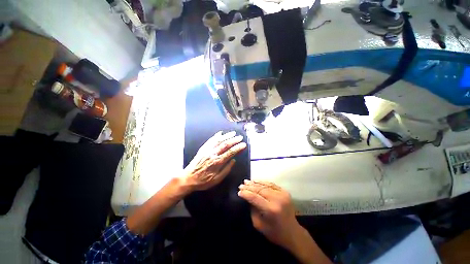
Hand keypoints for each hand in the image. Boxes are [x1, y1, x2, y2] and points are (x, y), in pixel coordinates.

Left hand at [182, 131, 246, 190]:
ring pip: (218, 140)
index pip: (230, 152)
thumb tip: (234, 161)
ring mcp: (207, 150)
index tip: (243, 145)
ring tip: (233, 133)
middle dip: (234, 140)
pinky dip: (216, 136)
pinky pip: (210, 141)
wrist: (188, 178)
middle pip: (225, 144)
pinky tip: (220, 133)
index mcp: (217, 162)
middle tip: (240, 137)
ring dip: (226, 136)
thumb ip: (226, 169)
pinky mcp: (203, 149)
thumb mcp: (217, 179)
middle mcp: (212, 154)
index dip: (238, 148)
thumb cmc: (203, 181)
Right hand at [238, 180, 299, 248]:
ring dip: (255, 183)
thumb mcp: (259, 225)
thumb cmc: (274, 233)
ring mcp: (282, 194)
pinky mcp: (285, 192)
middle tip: (241, 185)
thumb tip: (248, 197)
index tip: (239, 191)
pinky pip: (272, 184)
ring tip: (247, 181)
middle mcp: (277, 199)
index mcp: (271, 210)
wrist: (293, 233)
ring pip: (265, 185)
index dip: (246, 193)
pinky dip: (263, 182)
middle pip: (259, 190)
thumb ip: (253, 209)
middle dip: (249, 187)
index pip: (255, 197)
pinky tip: (256, 181)